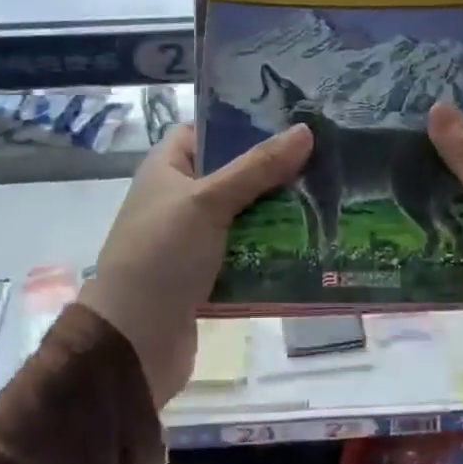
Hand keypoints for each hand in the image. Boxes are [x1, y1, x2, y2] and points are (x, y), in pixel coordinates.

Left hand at [79, 122, 312, 406]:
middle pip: (233, 174)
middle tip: (324, 160)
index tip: (289, 120)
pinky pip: (246, 253)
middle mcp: (179, 200)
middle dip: (275, 171)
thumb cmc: (161, 256)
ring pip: (244, 216)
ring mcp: (193, 240)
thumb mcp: (208, 202)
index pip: (204, 131)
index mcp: (166, 170)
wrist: (133, 344)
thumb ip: (257, 167)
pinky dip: (272, 250)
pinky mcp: (208, 275)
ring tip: (329, 199)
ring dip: (280, 213)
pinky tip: (312, 244)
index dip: (241, 123)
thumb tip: (305, 130)